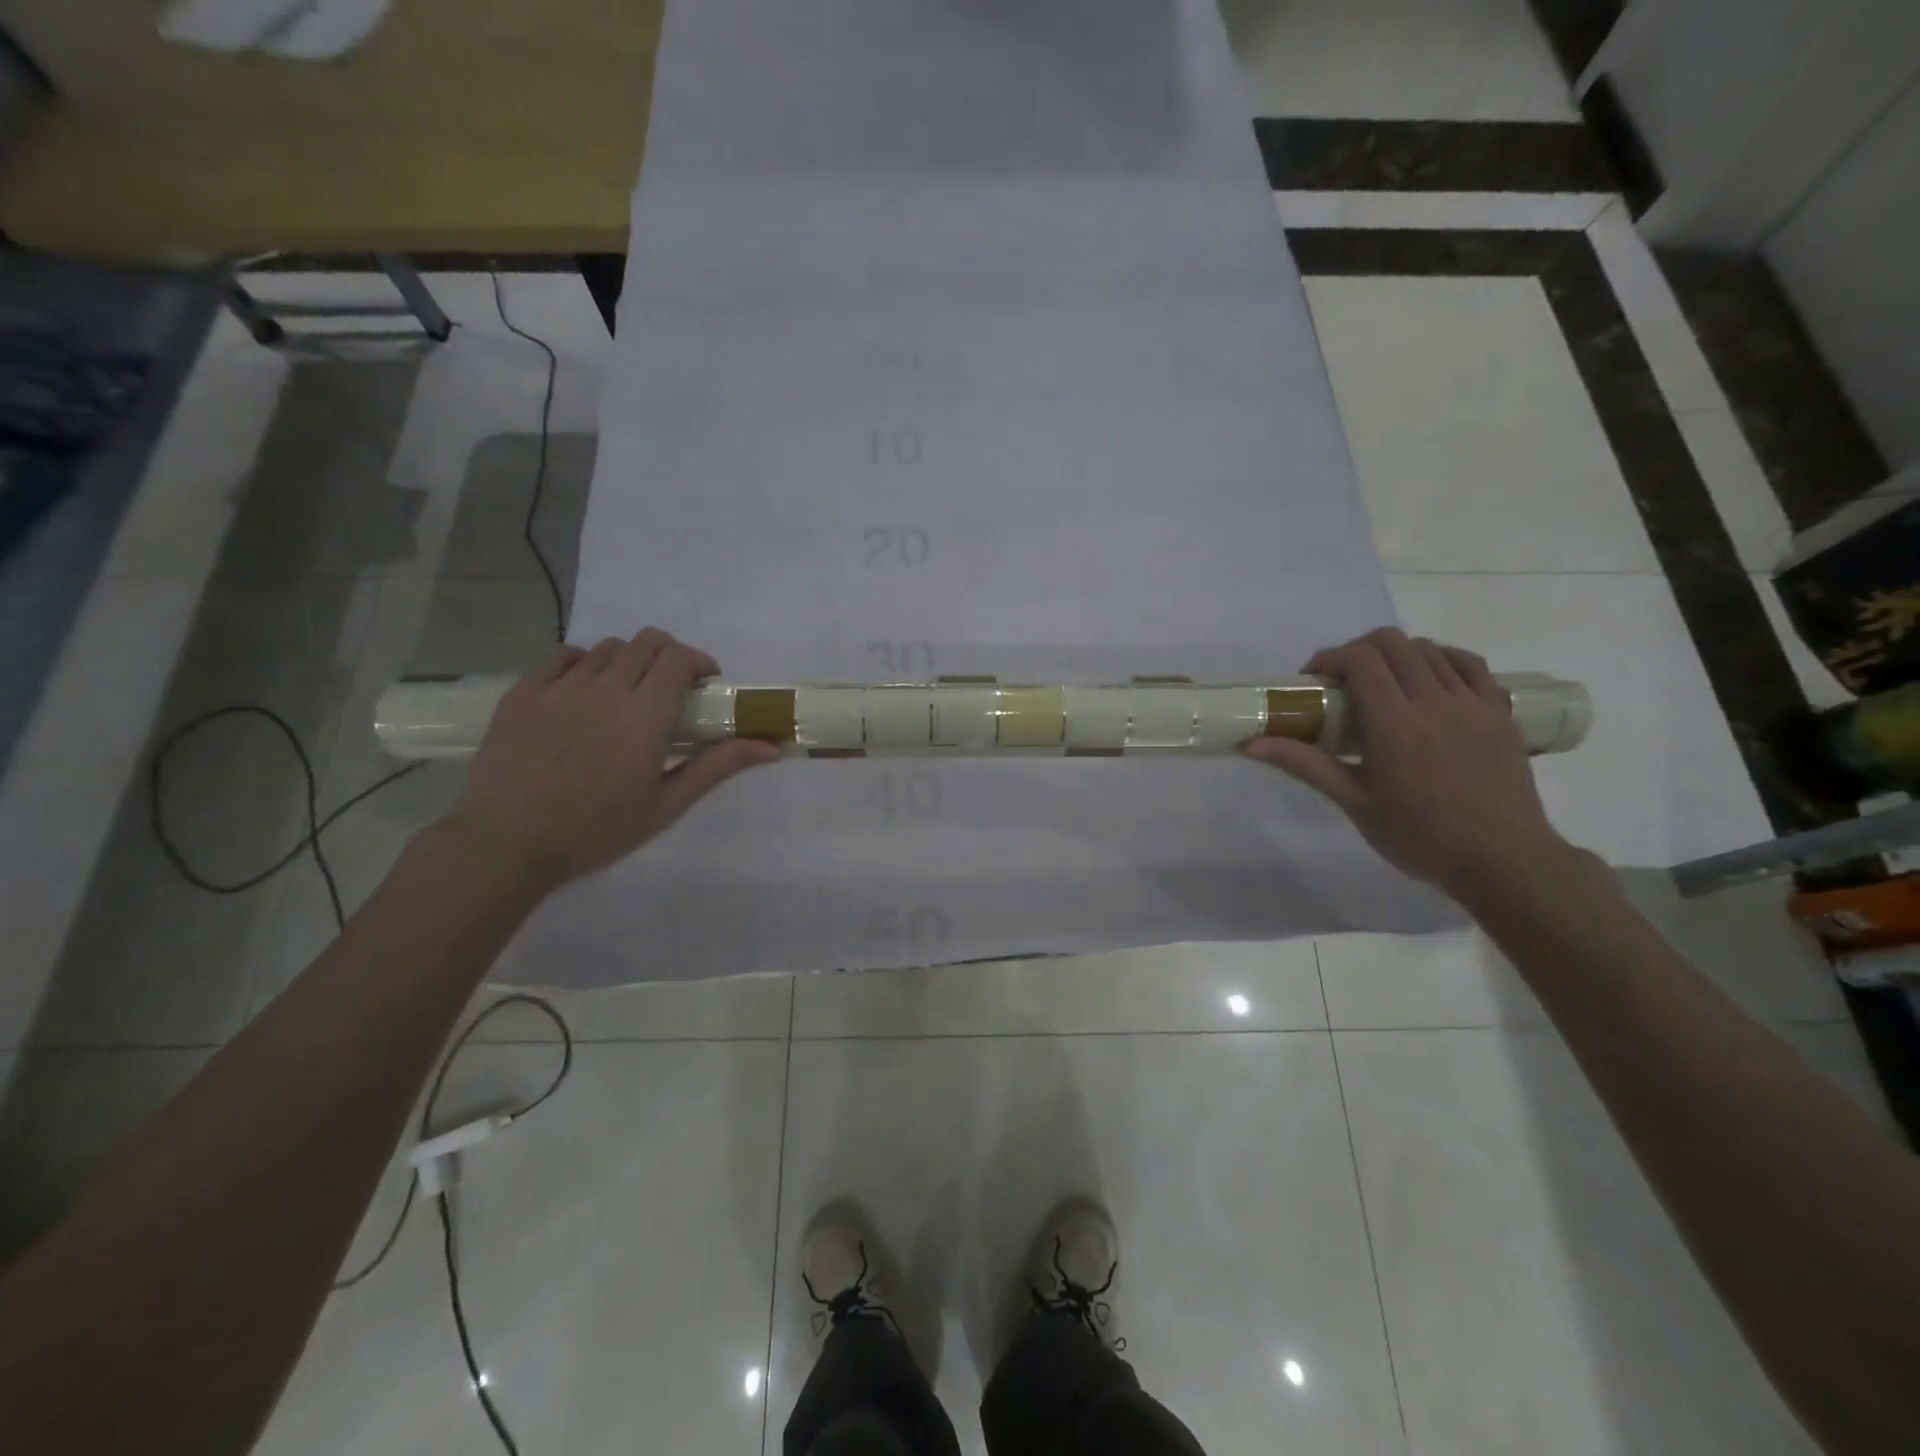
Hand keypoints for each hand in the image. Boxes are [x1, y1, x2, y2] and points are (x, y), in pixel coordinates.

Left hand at [439, 629, 779, 892]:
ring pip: (607, 648)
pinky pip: (563, 656)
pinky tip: (584, 695)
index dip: (699, 663)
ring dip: (628, 662)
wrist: (506, 844)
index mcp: (645, 714)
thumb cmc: (596, 830)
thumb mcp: (666, 805)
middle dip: (669, 658)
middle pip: (647, 642)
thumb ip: (717, 766)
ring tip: (625, 697)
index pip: (679, 658)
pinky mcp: (523, 692)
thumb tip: (771, 747)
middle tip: (670, 692)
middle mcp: (605, 688)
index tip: (705, 687)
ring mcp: (560, 686)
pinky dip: (584, 665)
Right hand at [1242, 628, 1568, 898]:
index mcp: (1395, 723)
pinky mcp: (1499, 712)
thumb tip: (1251, 744)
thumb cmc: (1418, 835)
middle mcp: (1435, 701)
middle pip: (1393, 644)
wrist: (1501, 860)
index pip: (1361, 659)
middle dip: (1359, 651)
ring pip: (1429, 650)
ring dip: (1397, 656)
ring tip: (1384, 685)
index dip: (1331, 658)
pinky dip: (1442, 660)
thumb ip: (1304, 764)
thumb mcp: (1353, 801)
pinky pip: (1470, 665)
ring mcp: (1473, 703)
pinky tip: (1429, 680)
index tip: (1314, 681)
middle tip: (1343, 682)